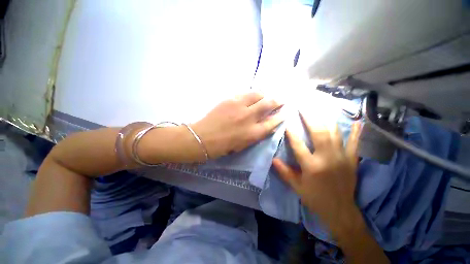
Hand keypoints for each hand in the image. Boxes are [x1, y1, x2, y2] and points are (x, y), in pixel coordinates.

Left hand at [192, 92, 283, 158]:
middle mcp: (249, 117)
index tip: (284, 113)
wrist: (203, 138)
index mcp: (253, 133)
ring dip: (264, 94)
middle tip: (280, 100)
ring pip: (258, 94)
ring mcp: (239, 106)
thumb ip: (257, 134)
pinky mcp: (230, 99)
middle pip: (268, 104)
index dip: (280, 116)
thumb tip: (266, 125)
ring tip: (265, 96)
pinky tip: (251, 96)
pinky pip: (245, 93)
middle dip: (277, 101)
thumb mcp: (244, 144)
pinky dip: (251, 94)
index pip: (273, 122)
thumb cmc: (224, 146)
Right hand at [273, 113, 361, 233]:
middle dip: (310, 118)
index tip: (287, 122)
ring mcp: (342, 158)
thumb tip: (273, 159)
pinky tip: (357, 121)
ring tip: (320, 108)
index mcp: (312, 166)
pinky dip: (356, 132)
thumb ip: (285, 172)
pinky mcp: (352, 160)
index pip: (298, 145)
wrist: (340, 211)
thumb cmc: (315, 198)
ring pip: (334, 133)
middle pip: (318, 133)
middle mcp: (327, 158)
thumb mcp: (297, 187)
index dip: (292, 133)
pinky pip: (354, 143)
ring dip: (326, 120)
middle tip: (303, 107)